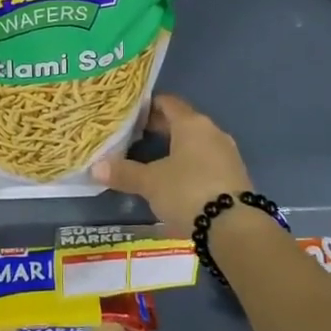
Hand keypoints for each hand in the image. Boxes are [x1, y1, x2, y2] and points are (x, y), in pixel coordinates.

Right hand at [91, 93, 249, 236]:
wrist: (235, 227)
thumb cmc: (188, 192)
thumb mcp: (150, 183)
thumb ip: (124, 173)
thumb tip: (95, 167)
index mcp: (192, 124)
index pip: (168, 103)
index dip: (147, 105)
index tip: (129, 113)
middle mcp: (212, 132)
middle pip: (182, 122)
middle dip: (159, 128)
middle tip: (133, 135)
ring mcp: (227, 154)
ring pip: (195, 143)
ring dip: (175, 147)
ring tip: (151, 158)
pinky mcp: (234, 176)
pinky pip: (206, 161)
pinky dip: (189, 164)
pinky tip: (175, 179)